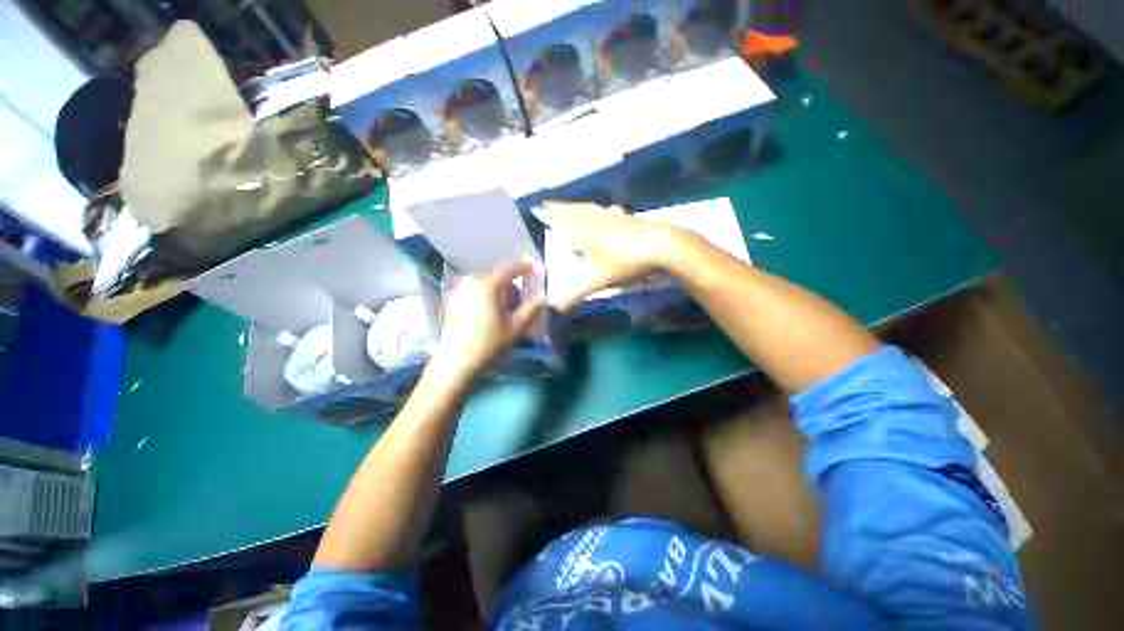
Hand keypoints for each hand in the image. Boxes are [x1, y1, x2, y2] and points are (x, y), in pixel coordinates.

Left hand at [432, 261, 544, 379]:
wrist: (457, 362)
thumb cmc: (490, 344)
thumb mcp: (516, 328)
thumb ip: (532, 309)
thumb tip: (542, 298)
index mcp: (489, 284)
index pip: (509, 270)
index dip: (523, 269)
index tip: (533, 270)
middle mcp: (472, 282)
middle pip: (495, 278)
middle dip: (508, 286)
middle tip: (519, 301)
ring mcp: (458, 292)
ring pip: (482, 286)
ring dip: (494, 293)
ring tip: (502, 310)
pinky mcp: (450, 304)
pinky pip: (471, 294)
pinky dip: (481, 299)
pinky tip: (486, 315)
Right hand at [533, 201, 687, 310]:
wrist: (661, 245)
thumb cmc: (626, 262)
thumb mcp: (599, 281)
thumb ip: (576, 294)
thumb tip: (556, 308)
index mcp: (583, 234)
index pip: (561, 223)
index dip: (549, 218)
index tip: (537, 211)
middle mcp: (594, 221)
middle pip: (572, 213)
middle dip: (558, 209)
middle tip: (546, 203)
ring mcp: (612, 217)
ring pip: (589, 210)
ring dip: (576, 206)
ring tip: (569, 205)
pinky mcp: (628, 218)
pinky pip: (608, 211)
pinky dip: (601, 210)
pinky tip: (607, 209)